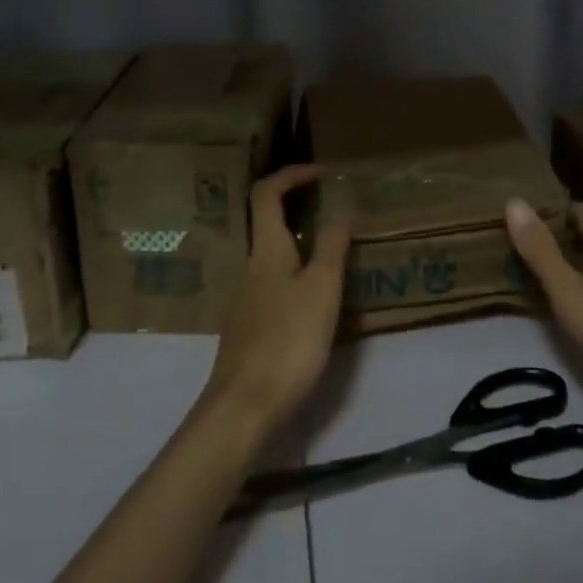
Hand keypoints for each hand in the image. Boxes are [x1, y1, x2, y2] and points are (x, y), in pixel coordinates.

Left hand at [203, 164, 349, 433]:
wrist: (243, 410)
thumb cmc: (287, 341)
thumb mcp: (321, 289)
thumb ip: (331, 247)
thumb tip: (339, 210)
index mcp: (267, 252)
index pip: (267, 194)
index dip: (292, 174)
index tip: (322, 173)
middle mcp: (252, 269)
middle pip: (268, 224)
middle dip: (299, 208)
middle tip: (335, 210)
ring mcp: (247, 301)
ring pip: (274, 257)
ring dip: (302, 244)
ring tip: (336, 254)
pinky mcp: (250, 330)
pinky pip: (275, 285)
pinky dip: (298, 275)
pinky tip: (318, 299)